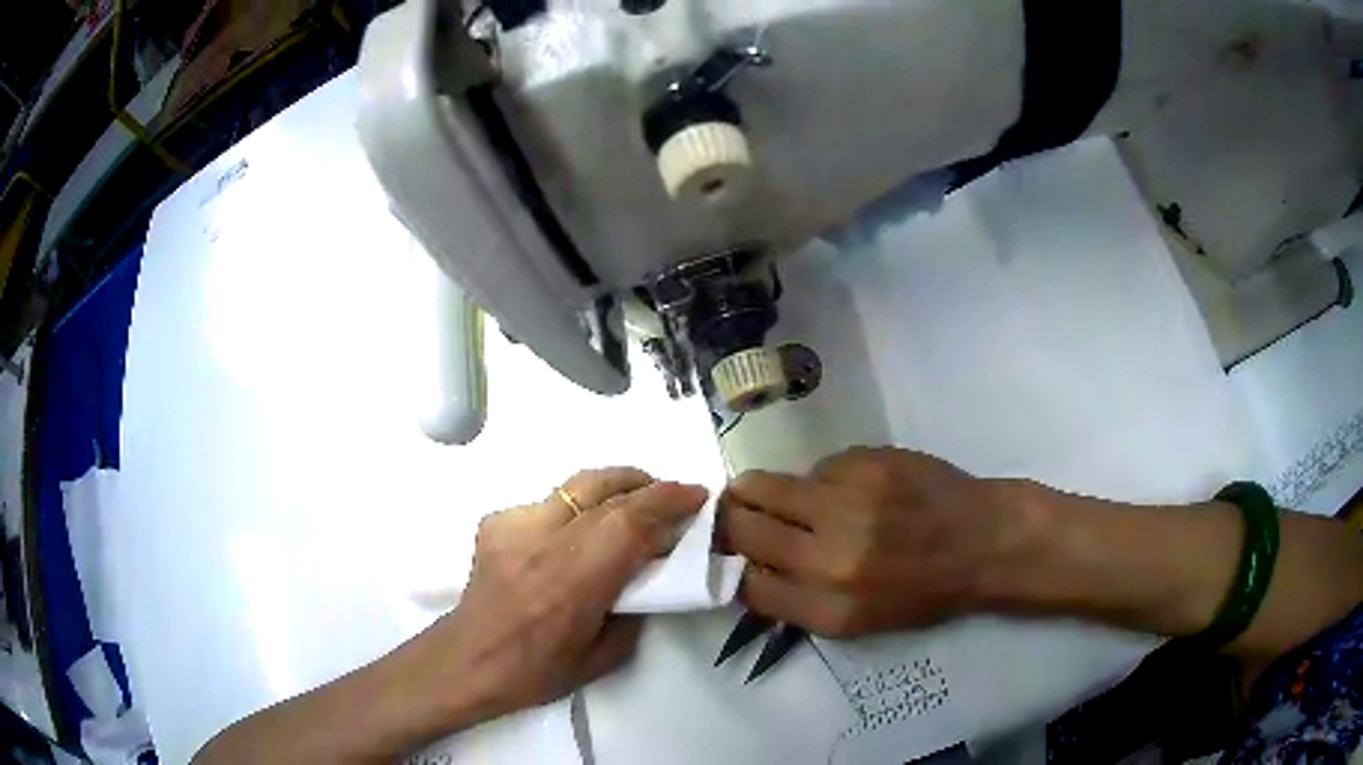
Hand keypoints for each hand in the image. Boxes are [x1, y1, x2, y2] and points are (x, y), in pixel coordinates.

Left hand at [401, 468, 707, 725]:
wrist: (466, 660)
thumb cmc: (536, 672)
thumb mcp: (604, 658)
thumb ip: (637, 612)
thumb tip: (654, 576)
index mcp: (573, 581)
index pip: (629, 521)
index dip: (668, 499)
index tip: (697, 495)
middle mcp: (542, 541)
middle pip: (605, 489)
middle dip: (647, 484)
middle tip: (671, 496)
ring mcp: (514, 524)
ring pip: (576, 485)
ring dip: (614, 487)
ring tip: (632, 503)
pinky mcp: (496, 520)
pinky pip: (549, 502)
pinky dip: (576, 509)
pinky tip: (577, 534)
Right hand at [722, 447, 1031, 637]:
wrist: (983, 541)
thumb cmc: (925, 590)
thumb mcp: (861, 620)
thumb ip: (802, 601)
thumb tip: (752, 569)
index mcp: (829, 609)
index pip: (747, 587)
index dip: (733, 569)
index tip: (735, 557)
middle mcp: (830, 559)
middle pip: (743, 531)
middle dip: (731, 523)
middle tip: (740, 516)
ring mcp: (847, 504)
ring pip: (762, 486)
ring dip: (757, 490)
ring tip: (771, 491)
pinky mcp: (864, 463)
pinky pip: (815, 467)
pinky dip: (818, 478)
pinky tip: (844, 486)